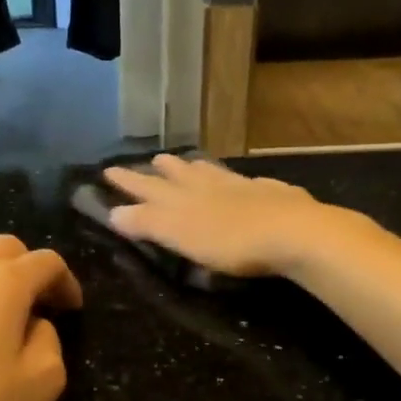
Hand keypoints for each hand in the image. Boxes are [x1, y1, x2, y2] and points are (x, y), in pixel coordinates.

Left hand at [0, 235, 82, 400]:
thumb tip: (31, 324)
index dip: (67, 282)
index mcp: (2, 282)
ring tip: (0, 323)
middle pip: (4, 249)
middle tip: (40, 307)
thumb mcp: (44, 382)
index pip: (46, 261)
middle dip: (29, 269)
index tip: (72, 311)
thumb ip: (49, 339)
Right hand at [103, 154, 345, 277]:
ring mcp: (242, 186)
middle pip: (180, 175)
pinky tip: (243, 181)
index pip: (148, 188)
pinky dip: (235, 179)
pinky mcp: (271, 194)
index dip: (128, 182)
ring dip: (195, 169)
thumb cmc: (230, 241)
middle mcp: (209, 186)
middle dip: (161, 170)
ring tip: (187, 162)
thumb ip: (148, 223)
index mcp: (184, 199)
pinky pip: (246, 181)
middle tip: (151, 160)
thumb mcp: (180, 235)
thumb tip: (114, 212)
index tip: (109, 170)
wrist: (292, 232)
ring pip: (212, 173)